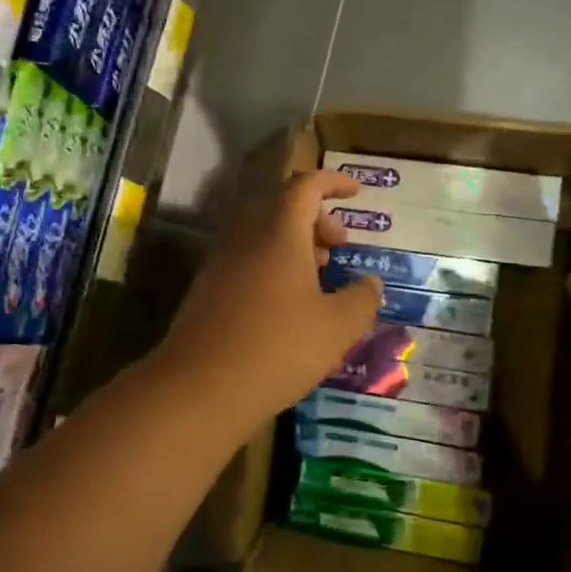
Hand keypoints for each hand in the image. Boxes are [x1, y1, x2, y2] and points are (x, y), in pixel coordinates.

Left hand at [157, 171, 383, 425]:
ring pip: (262, 237)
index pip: (306, 186)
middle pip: (281, 208)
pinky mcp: (207, 291)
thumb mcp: (338, 327)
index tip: (356, 192)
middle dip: (316, 220)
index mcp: (279, 232)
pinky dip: (273, 268)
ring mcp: (221, 264)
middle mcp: (245, 238)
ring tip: (320, 279)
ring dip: (294, 246)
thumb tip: (370, 283)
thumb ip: (362, 298)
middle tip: (340, 248)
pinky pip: (246, 263)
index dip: (333, 183)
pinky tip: (289, 309)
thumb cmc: (278, 348)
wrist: (200, 388)